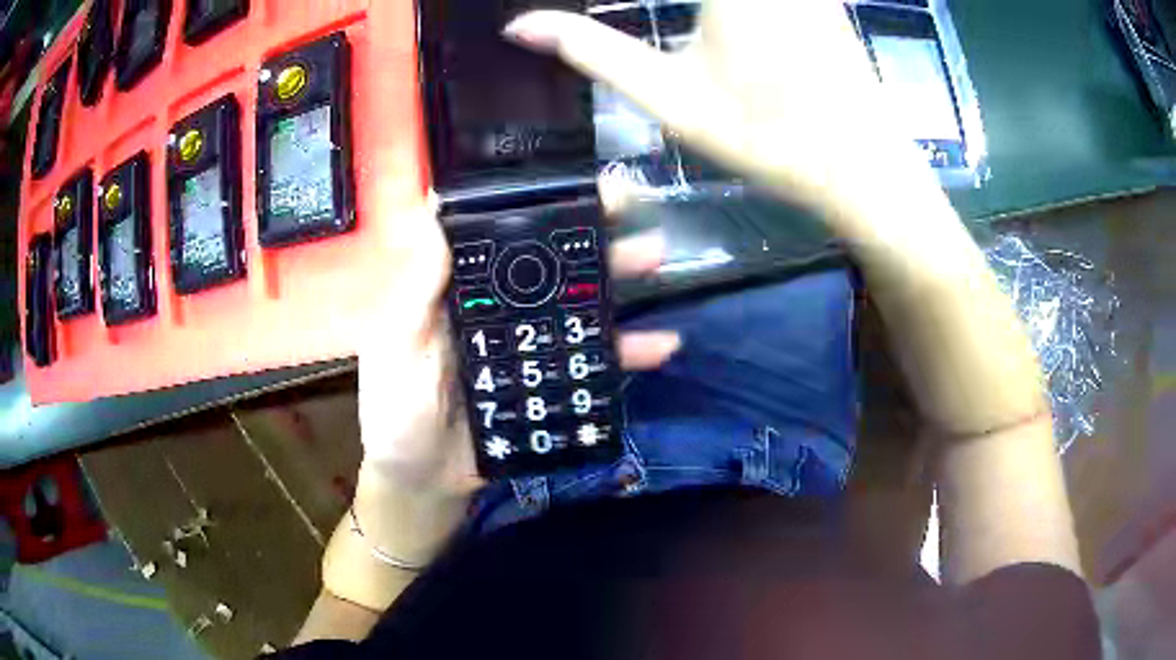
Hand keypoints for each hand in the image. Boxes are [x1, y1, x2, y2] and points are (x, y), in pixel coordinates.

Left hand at [356, 188, 678, 498]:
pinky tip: (663, 344)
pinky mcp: (552, 383)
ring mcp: (529, 344)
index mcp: (457, 288)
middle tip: (632, 203)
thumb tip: (434, 212)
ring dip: (619, 277)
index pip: (497, 229)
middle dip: (590, 227)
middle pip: (549, 258)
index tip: (568, 175)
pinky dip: (629, 353)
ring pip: (579, 300)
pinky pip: (595, 361)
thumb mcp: (394, 349)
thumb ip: (414, 292)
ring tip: (658, 257)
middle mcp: (498, 305)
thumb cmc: (395, 413)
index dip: (532, 199)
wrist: (423, 481)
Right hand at [503, 1, 946, 236]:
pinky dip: (728, 7)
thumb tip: (520, 27)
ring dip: (705, 9)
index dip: (600, 1)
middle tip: (683, 61)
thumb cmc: (768, 137)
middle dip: (681, 10)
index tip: (584, 24)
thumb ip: (592, 51)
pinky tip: (724, 29)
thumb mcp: (671, 97)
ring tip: (709, 53)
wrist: (864, 166)